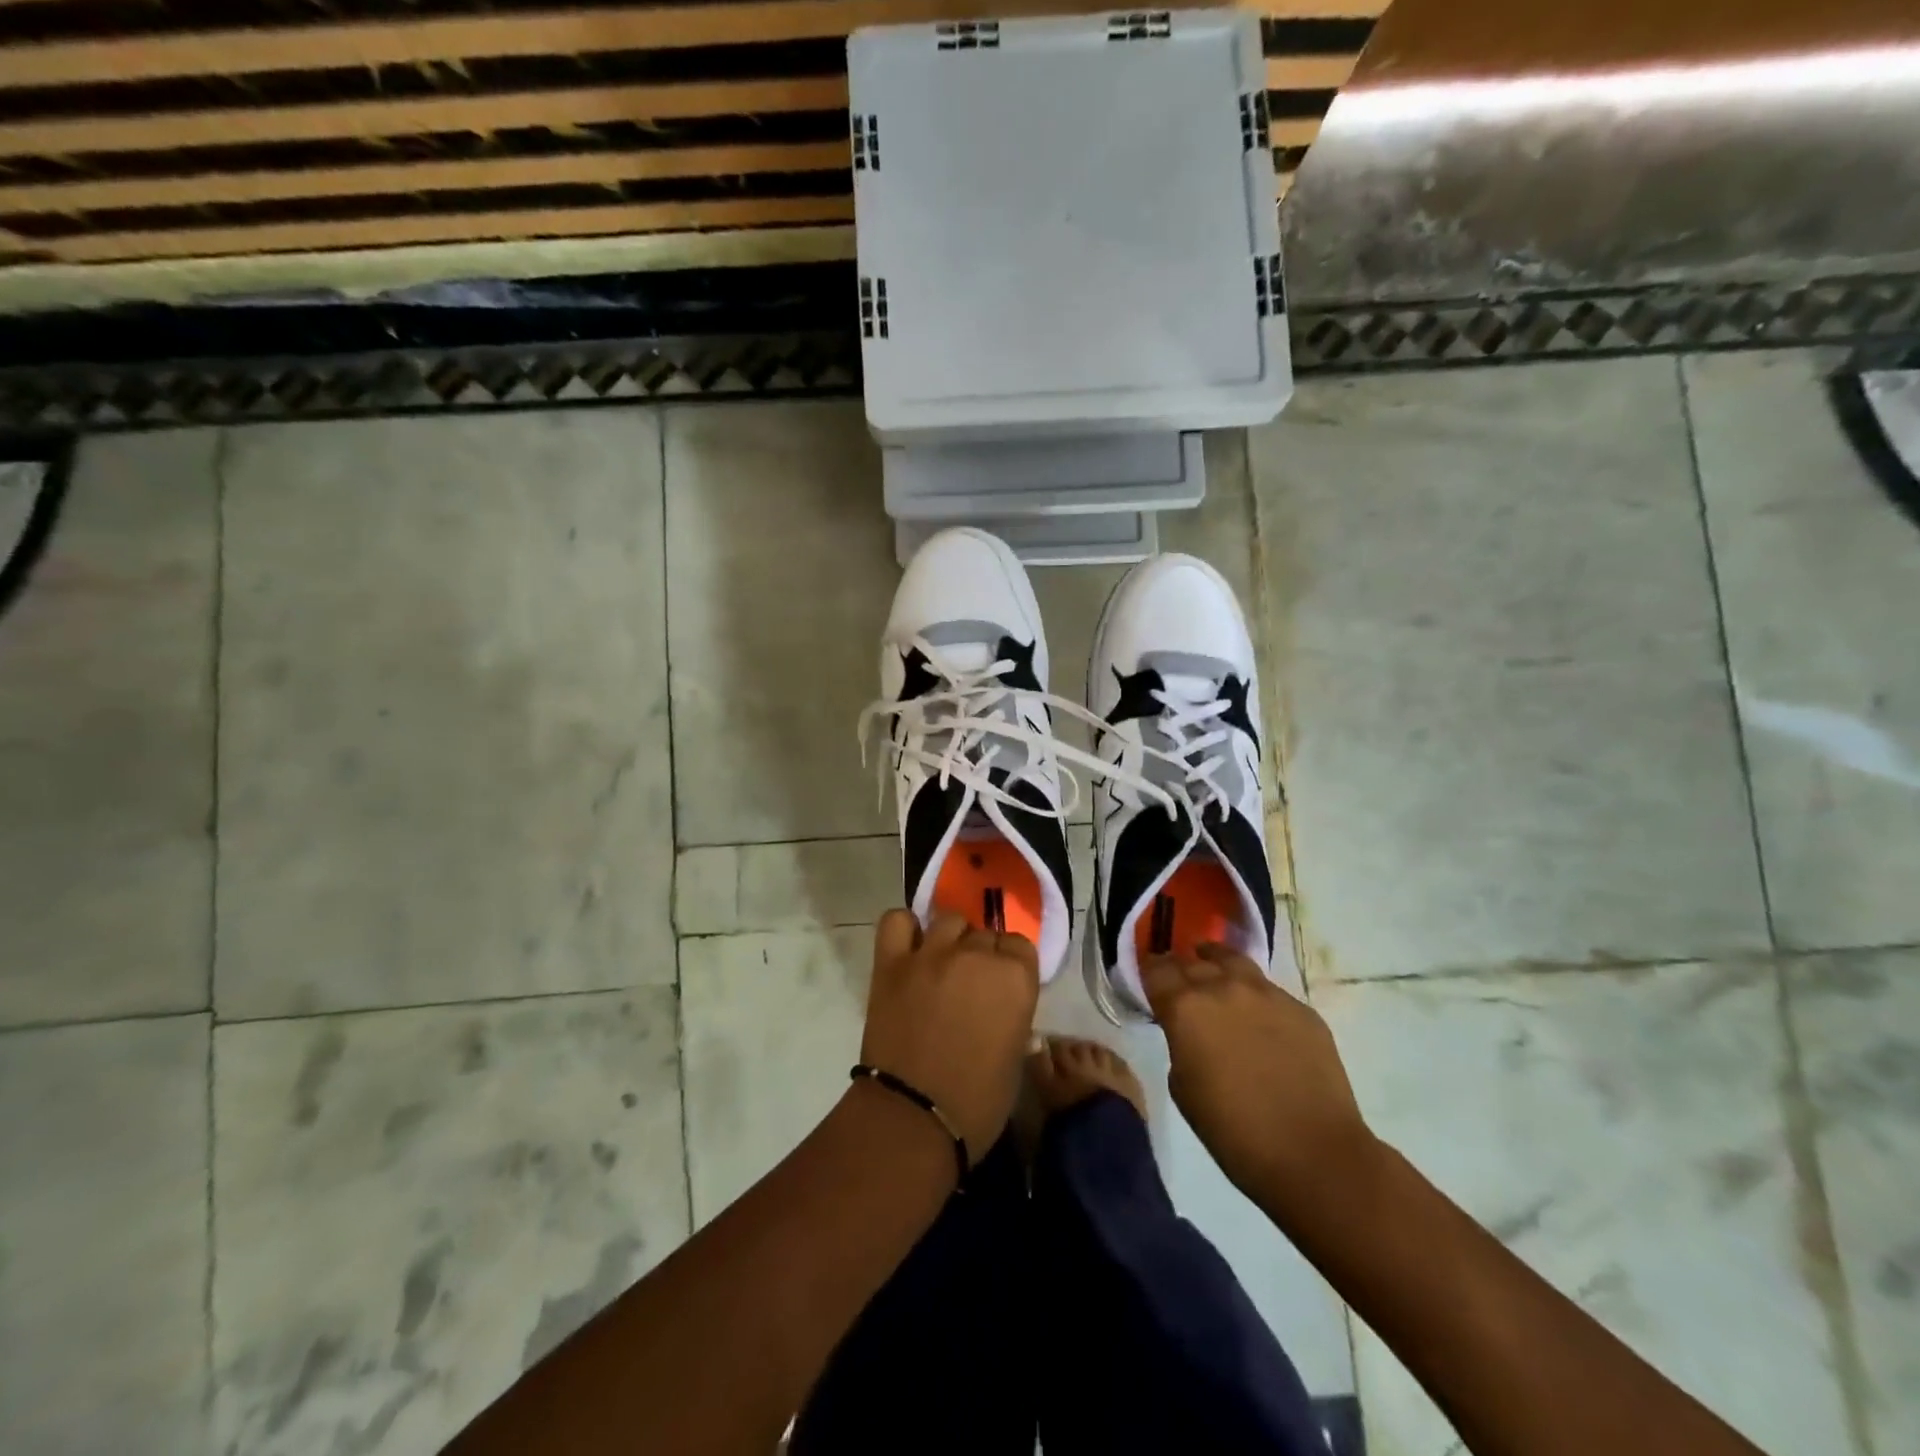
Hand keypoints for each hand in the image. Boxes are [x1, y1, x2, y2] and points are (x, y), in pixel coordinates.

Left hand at [860, 910, 1040, 1160]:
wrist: (912, 1119)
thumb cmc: (977, 1103)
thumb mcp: (1016, 1057)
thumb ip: (1012, 1013)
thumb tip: (1001, 1003)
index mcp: (1015, 978)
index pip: (1020, 945)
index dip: (1011, 965)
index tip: (1002, 987)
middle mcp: (976, 955)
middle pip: (984, 933)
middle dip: (981, 955)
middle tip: (970, 986)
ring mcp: (931, 954)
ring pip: (948, 921)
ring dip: (950, 940)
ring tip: (941, 966)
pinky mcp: (892, 962)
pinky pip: (897, 921)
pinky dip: (905, 929)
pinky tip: (910, 948)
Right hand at [1142, 944, 1373, 1209]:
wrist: (1313, 1155)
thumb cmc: (1233, 1131)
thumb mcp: (1182, 1087)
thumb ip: (1179, 1043)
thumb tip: (1189, 1031)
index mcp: (1186, 1007)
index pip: (1157, 970)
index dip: (1149, 972)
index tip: (1147, 979)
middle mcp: (1224, 988)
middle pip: (1193, 962)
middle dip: (1181, 968)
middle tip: (1178, 981)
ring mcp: (1267, 994)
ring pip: (1233, 961)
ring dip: (1217, 964)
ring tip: (1214, 969)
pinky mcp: (1302, 1009)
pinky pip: (1269, 991)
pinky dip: (1254, 995)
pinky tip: (1258, 1017)